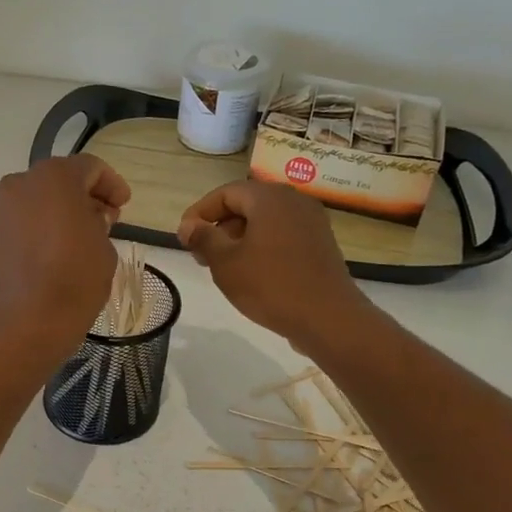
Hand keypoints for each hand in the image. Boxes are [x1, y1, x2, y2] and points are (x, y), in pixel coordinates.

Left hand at [0, 154, 130, 378]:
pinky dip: (38, 230)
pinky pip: (20, 224)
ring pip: (36, 202)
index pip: (89, 168)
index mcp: (53, 178)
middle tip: (105, 220)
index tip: (124, 205)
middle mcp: (19, 186)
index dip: (111, 184)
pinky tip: (53, 254)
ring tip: (78, 240)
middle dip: (84, 197)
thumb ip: (98, 223)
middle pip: (58, 181)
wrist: (24, 327)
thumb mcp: (104, 248)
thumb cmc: (74, 282)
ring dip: (59, 213)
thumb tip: (86, 219)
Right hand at [178, 180, 371, 352]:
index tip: (184, 238)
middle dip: (219, 226)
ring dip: (239, 238)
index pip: (225, 194)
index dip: (200, 213)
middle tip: (200, 254)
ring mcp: (311, 222)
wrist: (328, 317)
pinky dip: (261, 245)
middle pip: (246, 204)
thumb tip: (189, 225)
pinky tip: (252, 272)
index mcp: (269, 198)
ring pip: (265, 221)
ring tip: (223, 266)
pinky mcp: (320, 243)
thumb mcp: (225, 263)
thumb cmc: (270, 285)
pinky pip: (282, 235)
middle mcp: (293, 201)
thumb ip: (203, 238)